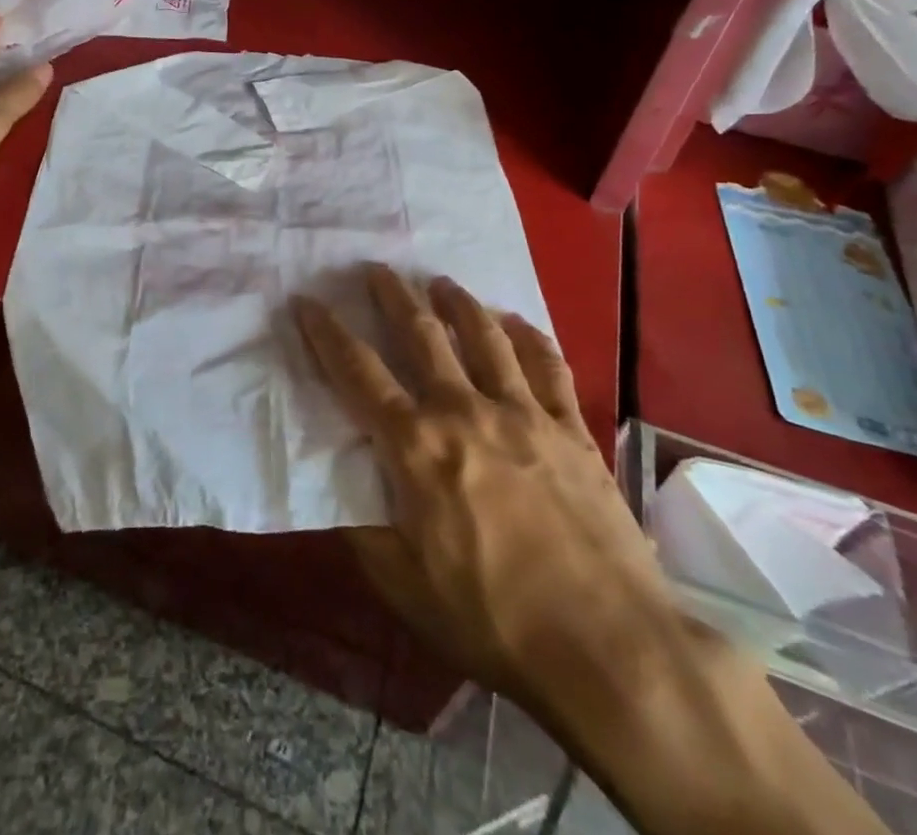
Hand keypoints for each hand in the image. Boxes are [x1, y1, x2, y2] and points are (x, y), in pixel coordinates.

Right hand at [292, 267, 698, 747]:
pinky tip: (518, 324)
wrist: (609, 647)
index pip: (358, 372)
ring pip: (485, 336)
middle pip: (422, 334)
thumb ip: (363, 529)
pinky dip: (529, 337)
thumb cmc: (493, 620)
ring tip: (442, 283)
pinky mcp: (572, 429)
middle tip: (378, 269)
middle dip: (393, 295)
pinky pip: (548, 366)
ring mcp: (524, 414)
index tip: (308, 301)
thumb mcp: (405, 586)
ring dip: (459, 302)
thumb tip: (338, 484)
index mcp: (416, 446)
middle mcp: (465, 411)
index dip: (327, 333)